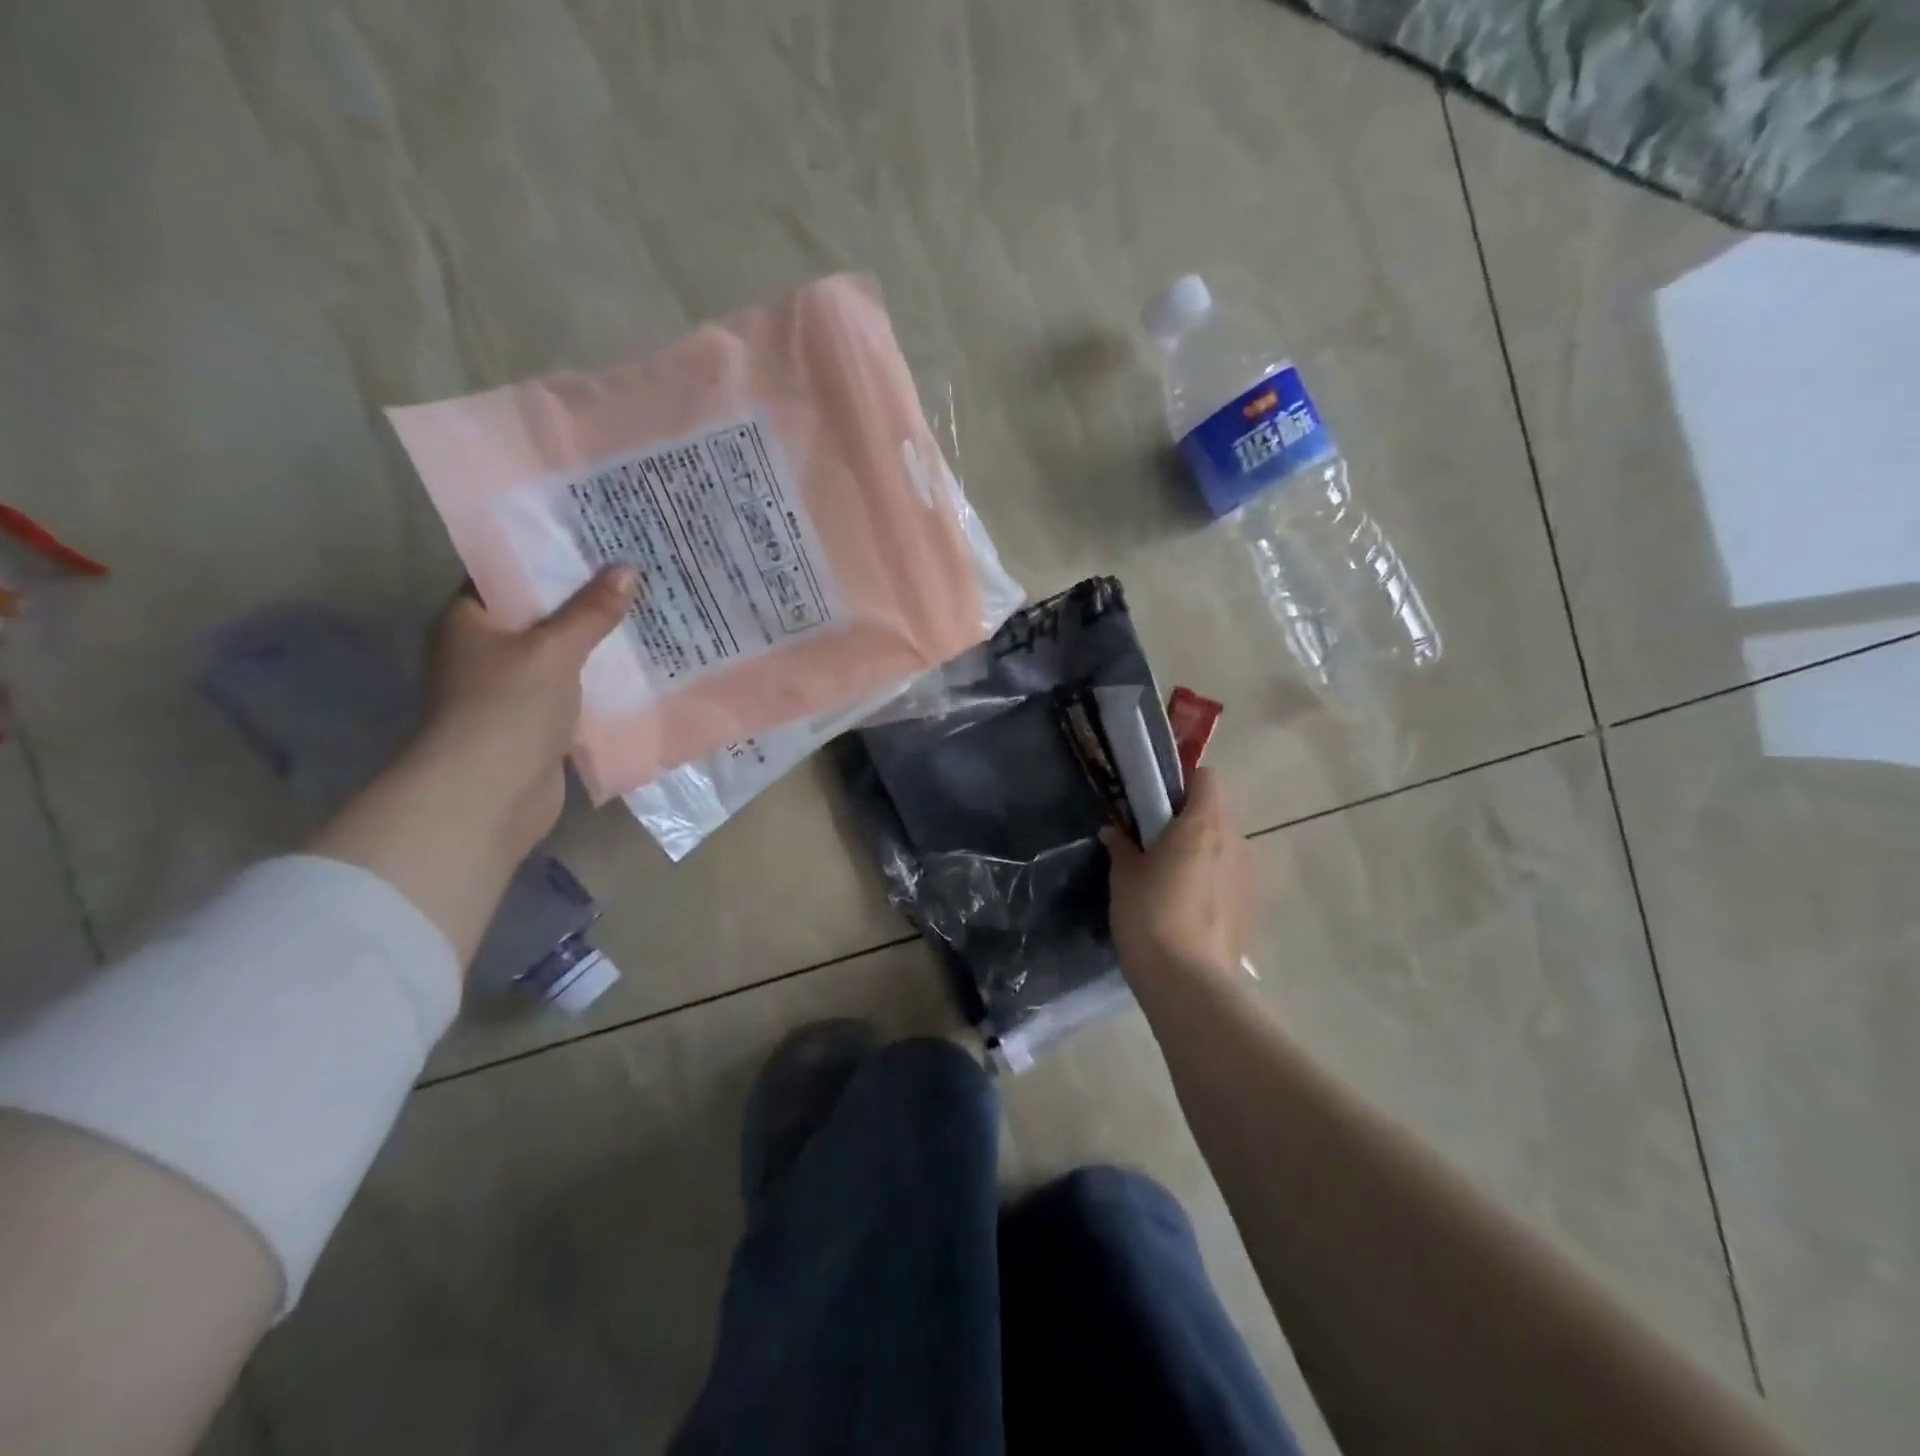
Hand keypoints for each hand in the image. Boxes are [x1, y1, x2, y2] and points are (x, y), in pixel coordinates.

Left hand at [413, 566, 636, 862]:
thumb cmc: (508, 707)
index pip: (507, 574)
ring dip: (595, 642)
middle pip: (539, 614)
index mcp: (469, 621)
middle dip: (583, 600)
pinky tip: (636, 666)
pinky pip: (573, 690)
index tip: (595, 541)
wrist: (490, 794)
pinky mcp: (535, 723)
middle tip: (632, 573)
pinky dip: (598, 680)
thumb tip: (626, 570)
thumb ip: (590, 611)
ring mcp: (510, 690)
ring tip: (644, 613)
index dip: (549, 556)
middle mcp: (484, 651)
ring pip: (560, 655)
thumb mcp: (553, 649)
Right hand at [1103, 768, 1253, 981]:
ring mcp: (1249, 874)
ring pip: (1226, 845)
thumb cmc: (1149, 915)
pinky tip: (1190, 907)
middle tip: (1155, 841)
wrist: (1187, 982)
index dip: (1182, 784)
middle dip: (1189, 819)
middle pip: (1216, 811)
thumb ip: (1121, 846)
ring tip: (1172, 878)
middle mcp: (1235, 840)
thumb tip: (1115, 831)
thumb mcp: (1123, 877)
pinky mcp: (1253, 905)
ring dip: (1203, 850)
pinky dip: (1213, 879)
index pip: (1206, 778)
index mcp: (1203, 823)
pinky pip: (1231, 875)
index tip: (1155, 803)